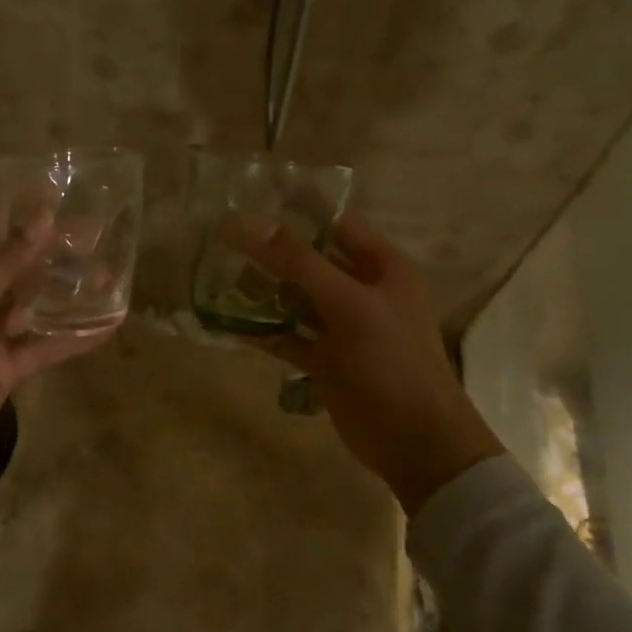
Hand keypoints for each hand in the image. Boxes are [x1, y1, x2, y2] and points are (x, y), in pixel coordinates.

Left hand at [0, 204, 115, 458]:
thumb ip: (7, 261)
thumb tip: (45, 218)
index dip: (14, 211)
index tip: (53, 194)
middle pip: (17, 266)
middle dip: (52, 251)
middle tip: (95, 234)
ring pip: (35, 305)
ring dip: (68, 292)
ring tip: (107, 276)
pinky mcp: (8, 366)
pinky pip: (45, 346)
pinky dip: (73, 338)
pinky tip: (105, 327)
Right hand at [227, 212, 503, 510]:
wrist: (414, 441)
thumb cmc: (391, 362)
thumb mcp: (348, 305)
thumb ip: (299, 263)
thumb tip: (248, 223)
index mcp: (381, 268)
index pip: (335, 223)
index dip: (299, 205)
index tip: (256, 190)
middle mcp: (362, 292)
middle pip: (309, 261)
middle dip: (270, 251)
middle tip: (222, 238)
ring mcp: (343, 328)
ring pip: (295, 300)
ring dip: (262, 291)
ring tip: (217, 277)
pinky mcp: (326, 361)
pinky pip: (289, 337)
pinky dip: (263, 331)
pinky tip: (228, 323)